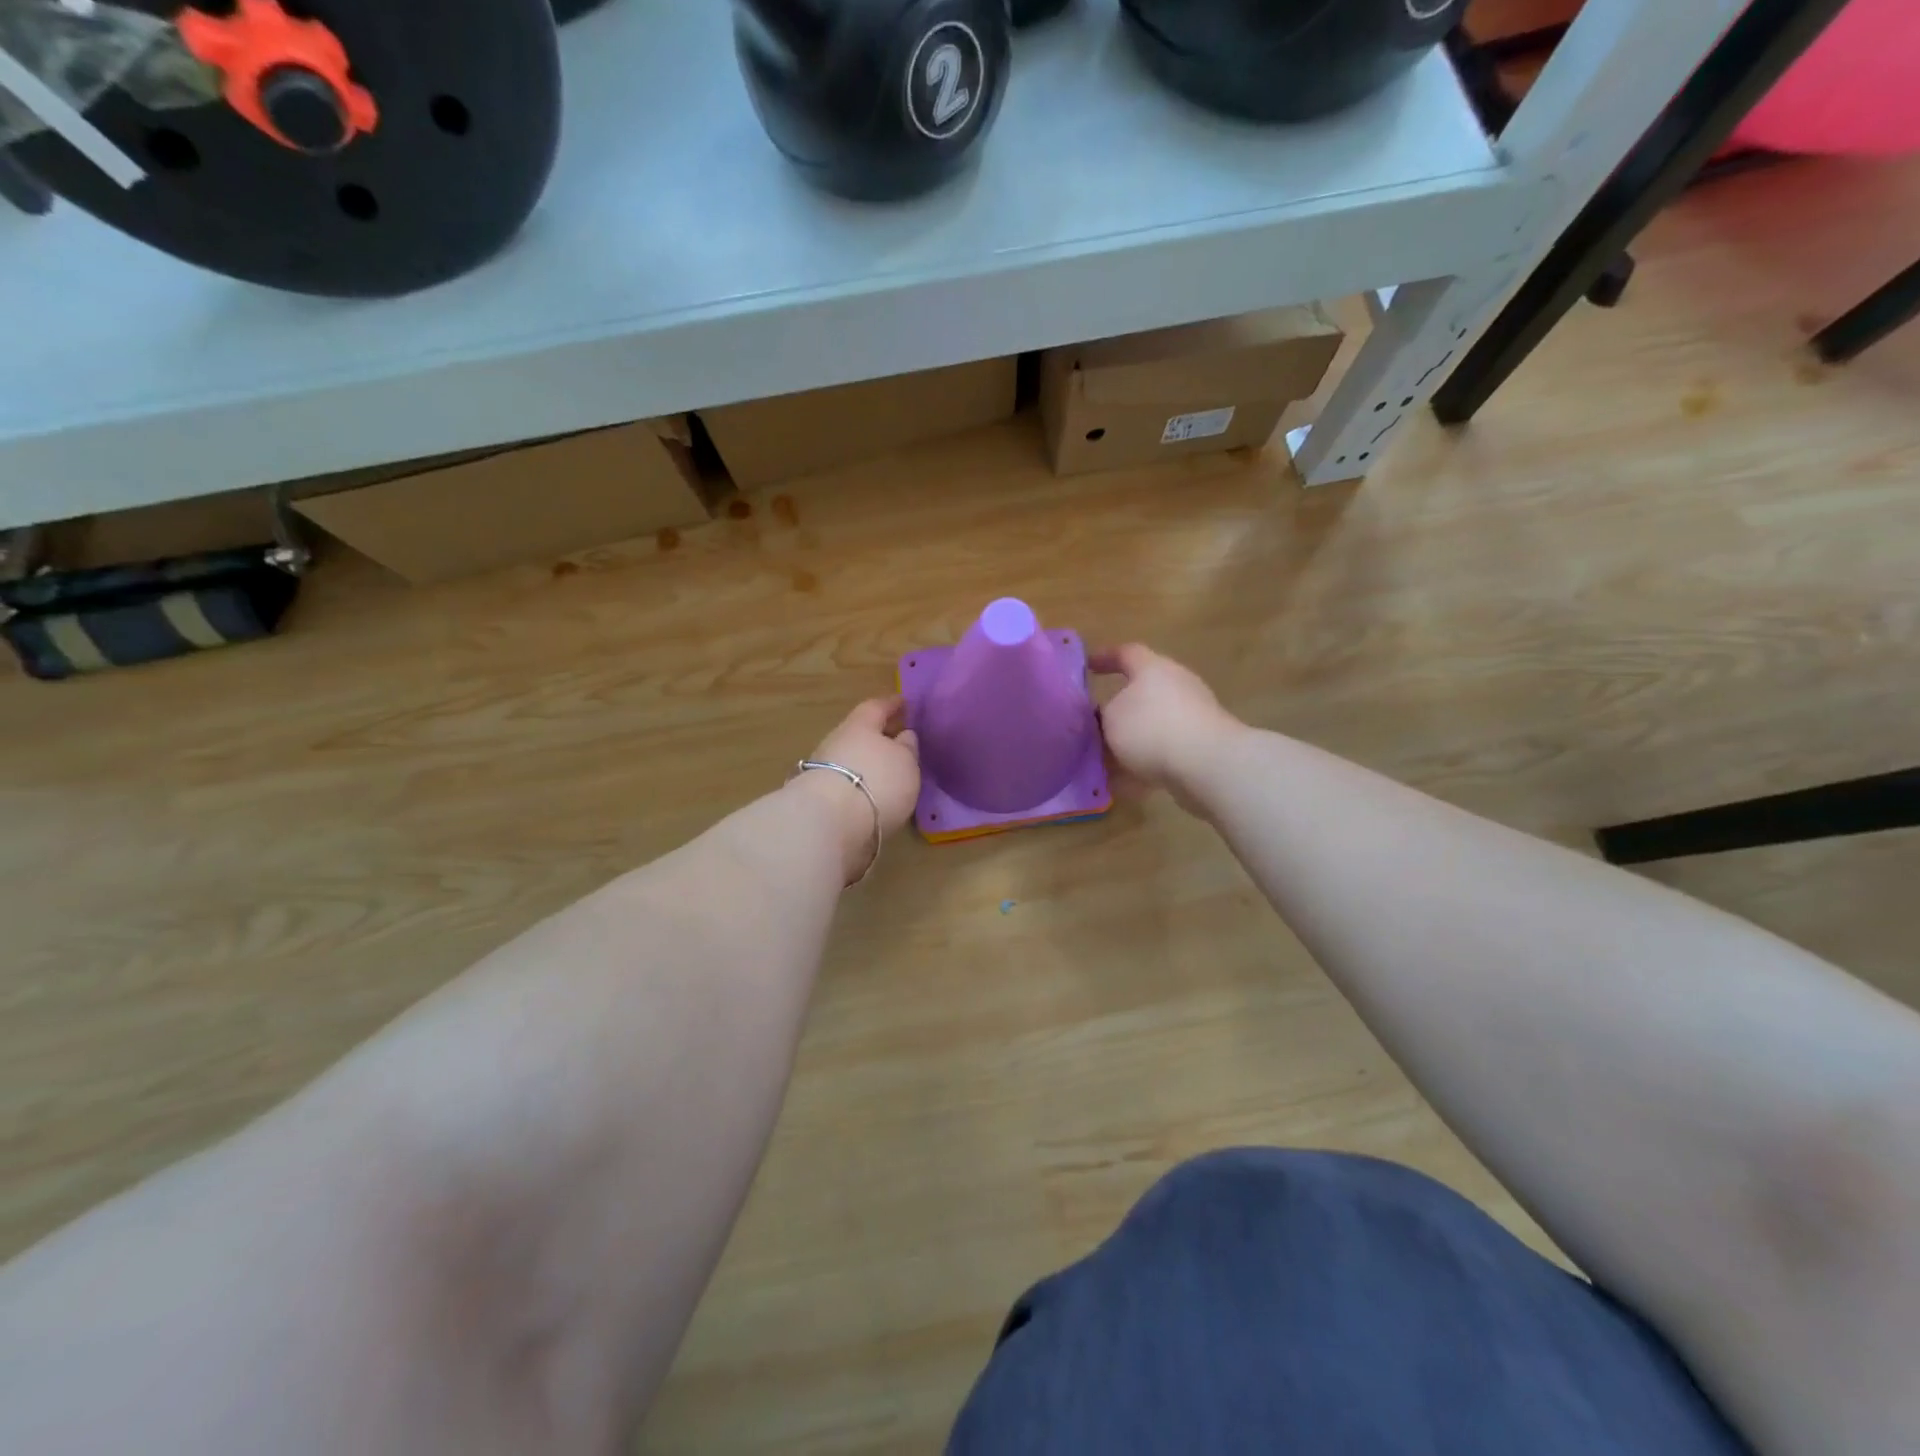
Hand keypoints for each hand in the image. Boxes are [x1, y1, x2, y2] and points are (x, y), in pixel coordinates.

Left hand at [790, 696, 921, 882]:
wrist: (829, 822)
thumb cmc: (876, 781)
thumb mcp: (905, 762)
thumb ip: (907, 748)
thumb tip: (904, 736)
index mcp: (859, 725)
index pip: (877, 707)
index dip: (892, 705)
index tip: (903, 702)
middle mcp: (838, 742)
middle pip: (861, 734)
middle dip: (879, 738)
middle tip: (899, 742)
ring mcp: (824, 771)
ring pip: (851, 761)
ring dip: (868, 765)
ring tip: (890, 776)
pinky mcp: (819, 800)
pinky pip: (846, 785)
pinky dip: (860, 787)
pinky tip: (873, 798)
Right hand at [1090, 644, 1242, 798]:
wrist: (1206, 764)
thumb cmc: (1151, 729)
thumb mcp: (1110, 720)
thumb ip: (1103, 715)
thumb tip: (1106, 717)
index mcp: (1153, 668)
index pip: (1126, 653)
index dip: (1105, 657)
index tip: (1088, 666)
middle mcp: (1177, 684)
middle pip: (1143, 689)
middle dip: (1120, 705)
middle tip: (1096, 721)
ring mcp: (1194, 713)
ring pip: (1154, 721)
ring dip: (1133, 737)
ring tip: (1109, 757)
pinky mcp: (1203, 742)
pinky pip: (1167, 747)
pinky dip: (1148, 759)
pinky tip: (1130, 780)